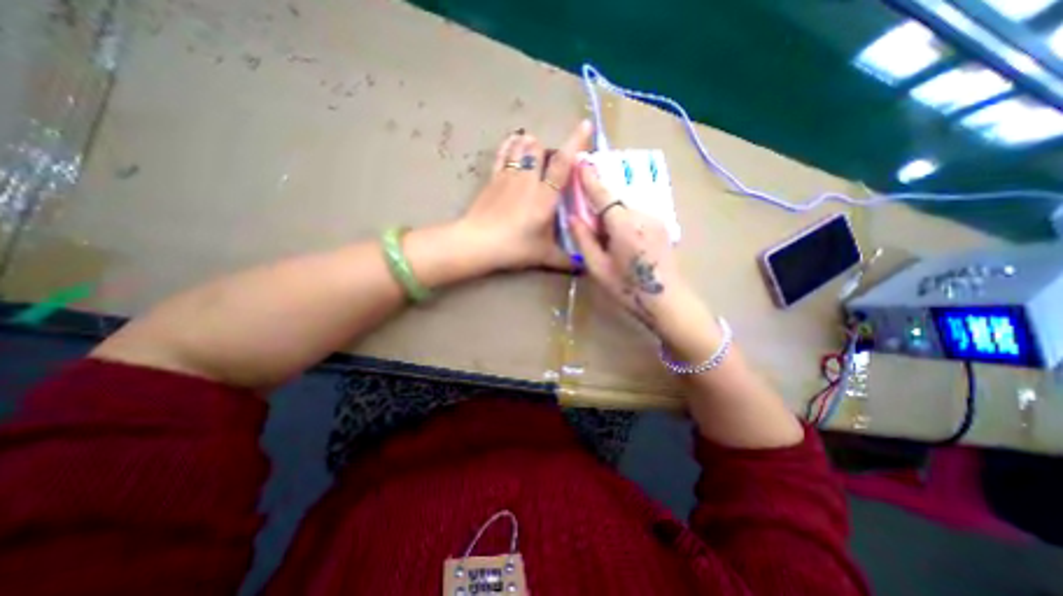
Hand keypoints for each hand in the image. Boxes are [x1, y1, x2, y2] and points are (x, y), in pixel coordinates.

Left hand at [454, 120, 593, 271]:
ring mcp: (508, 175)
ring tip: (534, 151)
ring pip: (521, 146)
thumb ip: (565, 260)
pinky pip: (503, 153)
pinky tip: (514, 142)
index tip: (585, 124)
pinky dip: (510, 145)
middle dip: (549, 149)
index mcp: (545, 196)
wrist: (478, 242)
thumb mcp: (544, 256)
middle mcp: (528, 179)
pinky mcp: (493, 177)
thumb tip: (583, 267)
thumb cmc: (514, 247)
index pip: (563, 162)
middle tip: (552, 163)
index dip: (576, 142)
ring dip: (530, 145)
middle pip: (539, 148)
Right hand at [572, 161, 689, 330]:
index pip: (603, 194)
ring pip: (625, 208)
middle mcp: (641, 215)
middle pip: (614, 200)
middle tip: (587, 220)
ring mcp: (655, 219)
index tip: (580, 161)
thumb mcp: (598, 268)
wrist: (669, 301)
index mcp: (623, 224)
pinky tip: (621, 241)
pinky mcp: (661, 226)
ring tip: (606, 240)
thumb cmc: (629, 289)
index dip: (589, 178)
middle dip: (598, 204)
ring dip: (611, 215)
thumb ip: (584, 240)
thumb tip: (573, 217)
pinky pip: (636, 215)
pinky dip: (623, 220)